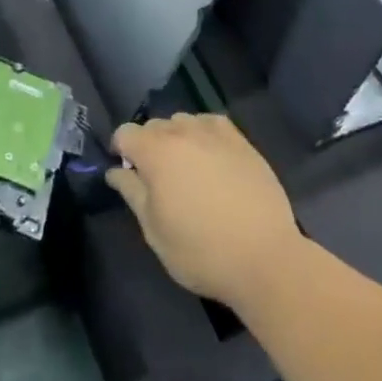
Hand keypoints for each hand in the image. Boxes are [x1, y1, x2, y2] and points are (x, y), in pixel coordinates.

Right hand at [108, 113, 303, 310]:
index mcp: (155, 152)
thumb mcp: (154, 231)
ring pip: (182, 122)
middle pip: (153, 125)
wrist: (265, 258)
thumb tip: (116, 171)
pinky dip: (204, 135)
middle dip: (149, 146)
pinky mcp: (241, 140)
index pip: (125, 133)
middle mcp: (182, 132)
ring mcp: (214, 133)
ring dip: (177, 139)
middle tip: (159, 181)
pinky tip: (211, 159)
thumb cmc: (201, 251)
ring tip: (188, 171)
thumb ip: (131, 193)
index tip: (129, 176)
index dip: (121, 151)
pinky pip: (211, 124)